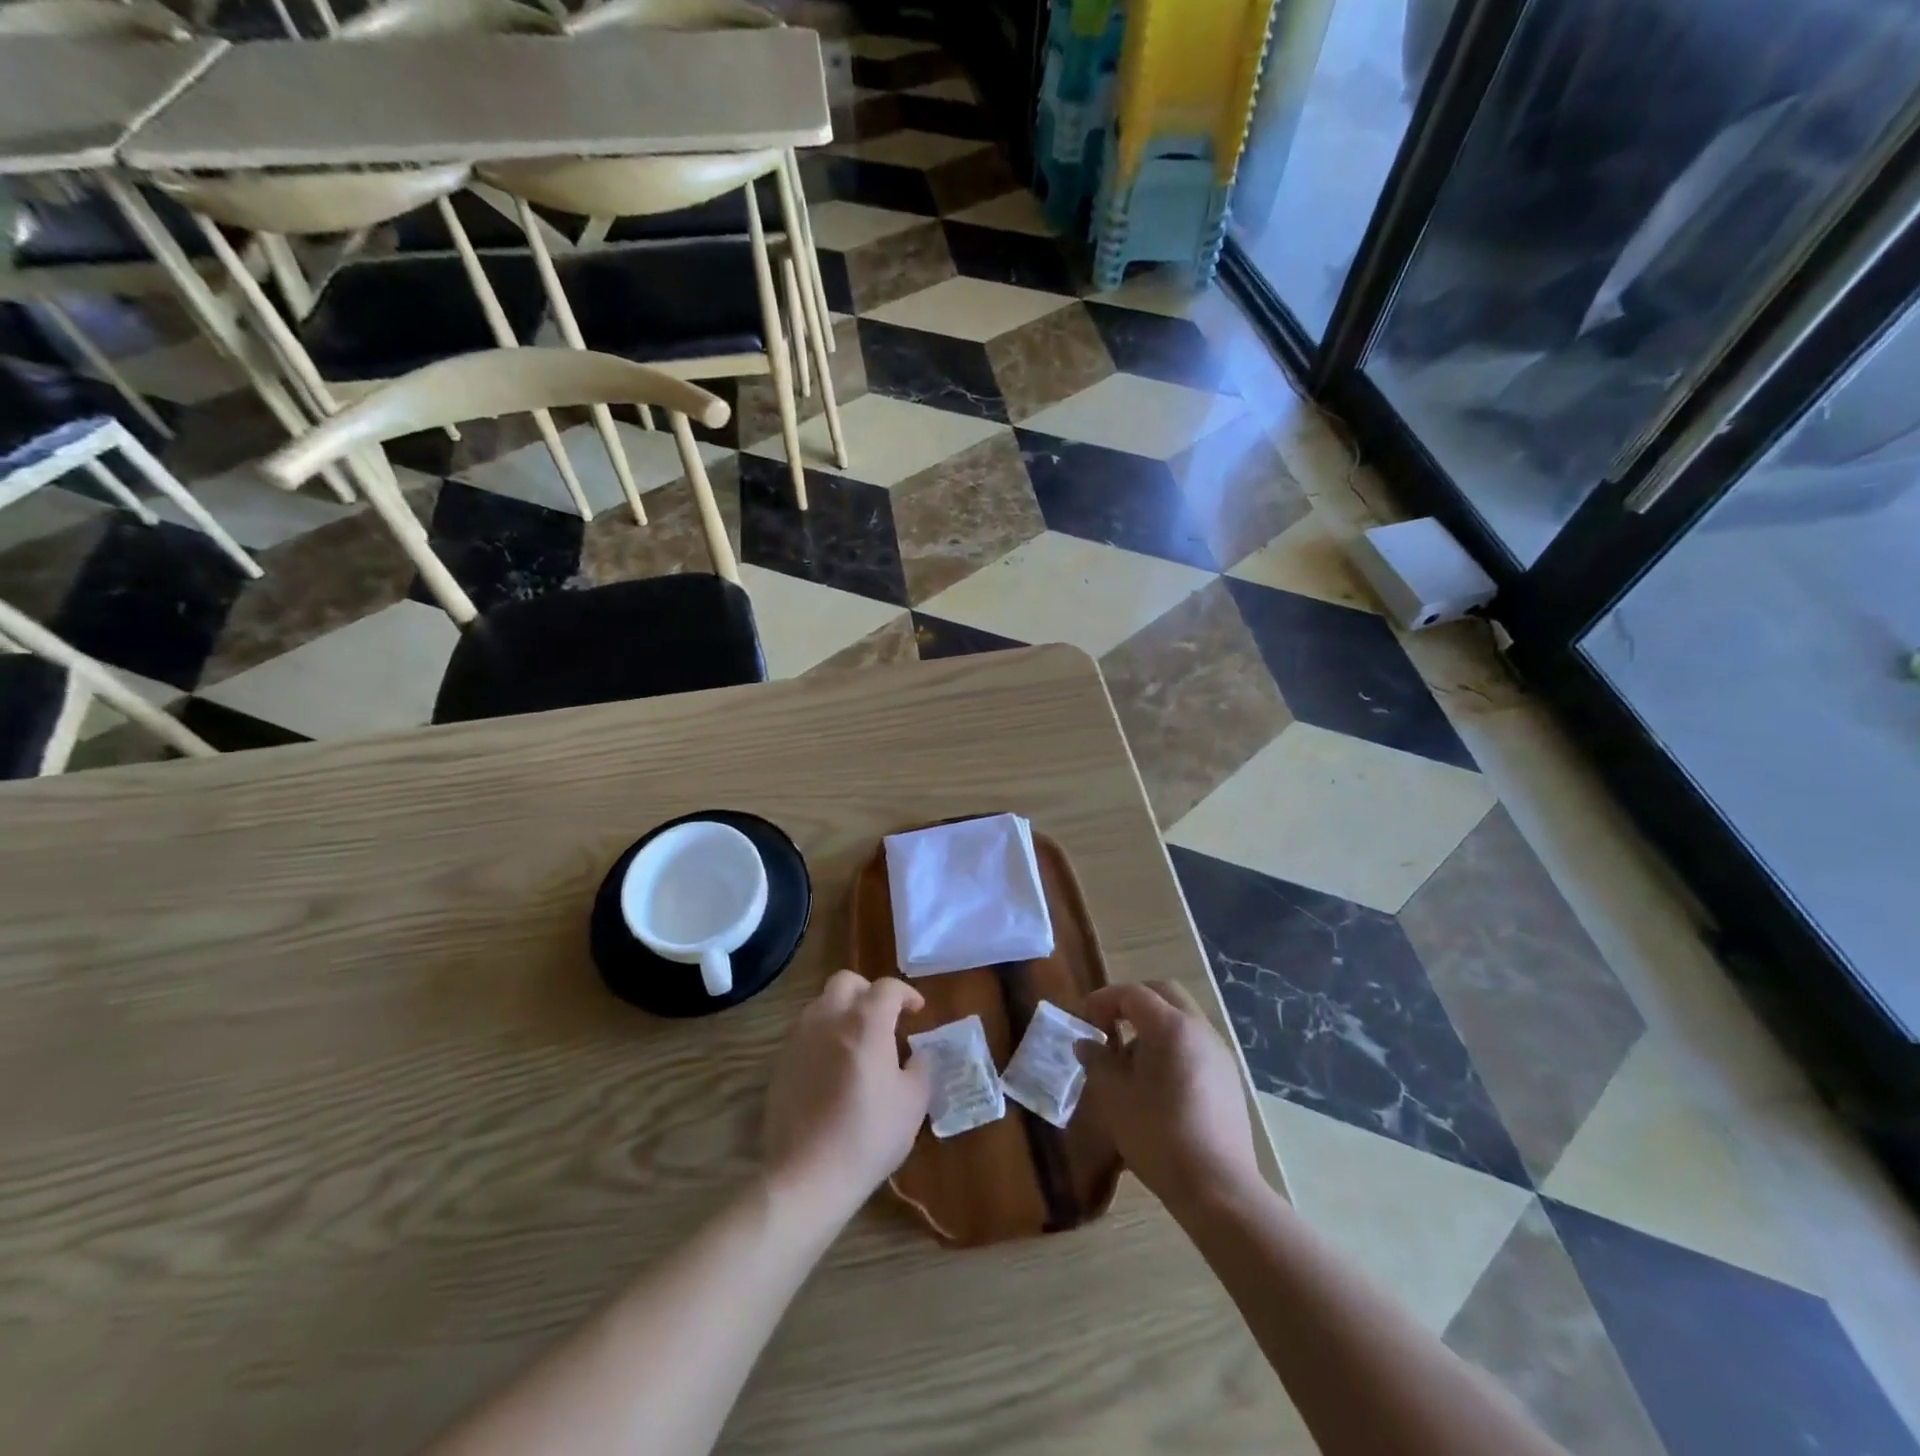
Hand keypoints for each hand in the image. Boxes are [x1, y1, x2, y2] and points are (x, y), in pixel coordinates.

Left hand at [763, 971, 930, 1221]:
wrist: (807, 1174)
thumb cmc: (869, 1135)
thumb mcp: (913, 1102)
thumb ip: (920, 1068)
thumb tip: (916, 1055)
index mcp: (866, 1021)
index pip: (887, 987)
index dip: (906, 994)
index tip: (916, 1011)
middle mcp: (829, 1018)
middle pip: (846, 982)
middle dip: (868, 991)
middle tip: (883, 1016)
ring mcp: (800, 1038)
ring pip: (821, 1004)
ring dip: (842, 1011)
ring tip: (857, 1040)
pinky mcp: (781, 1062)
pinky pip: (805, 1033)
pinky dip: (823, 1036)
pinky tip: (833, 1066)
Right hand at [1077, 981, 1261, 1214]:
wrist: (1218, 1189)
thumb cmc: (1158, 1136)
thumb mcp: (1114, 1097)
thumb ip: (1097, 1061)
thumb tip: (1086, 1043)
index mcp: (1171, 1027)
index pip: (1133, 994)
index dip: (1104, 1000)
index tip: (1084, 1021)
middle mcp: (1200, 1029)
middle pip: (1164, 994)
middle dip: (1132, 1003)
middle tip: (1108, 1026)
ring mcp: (1219, 1053)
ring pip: (1182, 1018)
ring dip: (1153, 1026)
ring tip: (1130, 1061)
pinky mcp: (1229, 1078)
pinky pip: (1195, 1043)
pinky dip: (1172, 1046)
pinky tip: (1158, 1083)